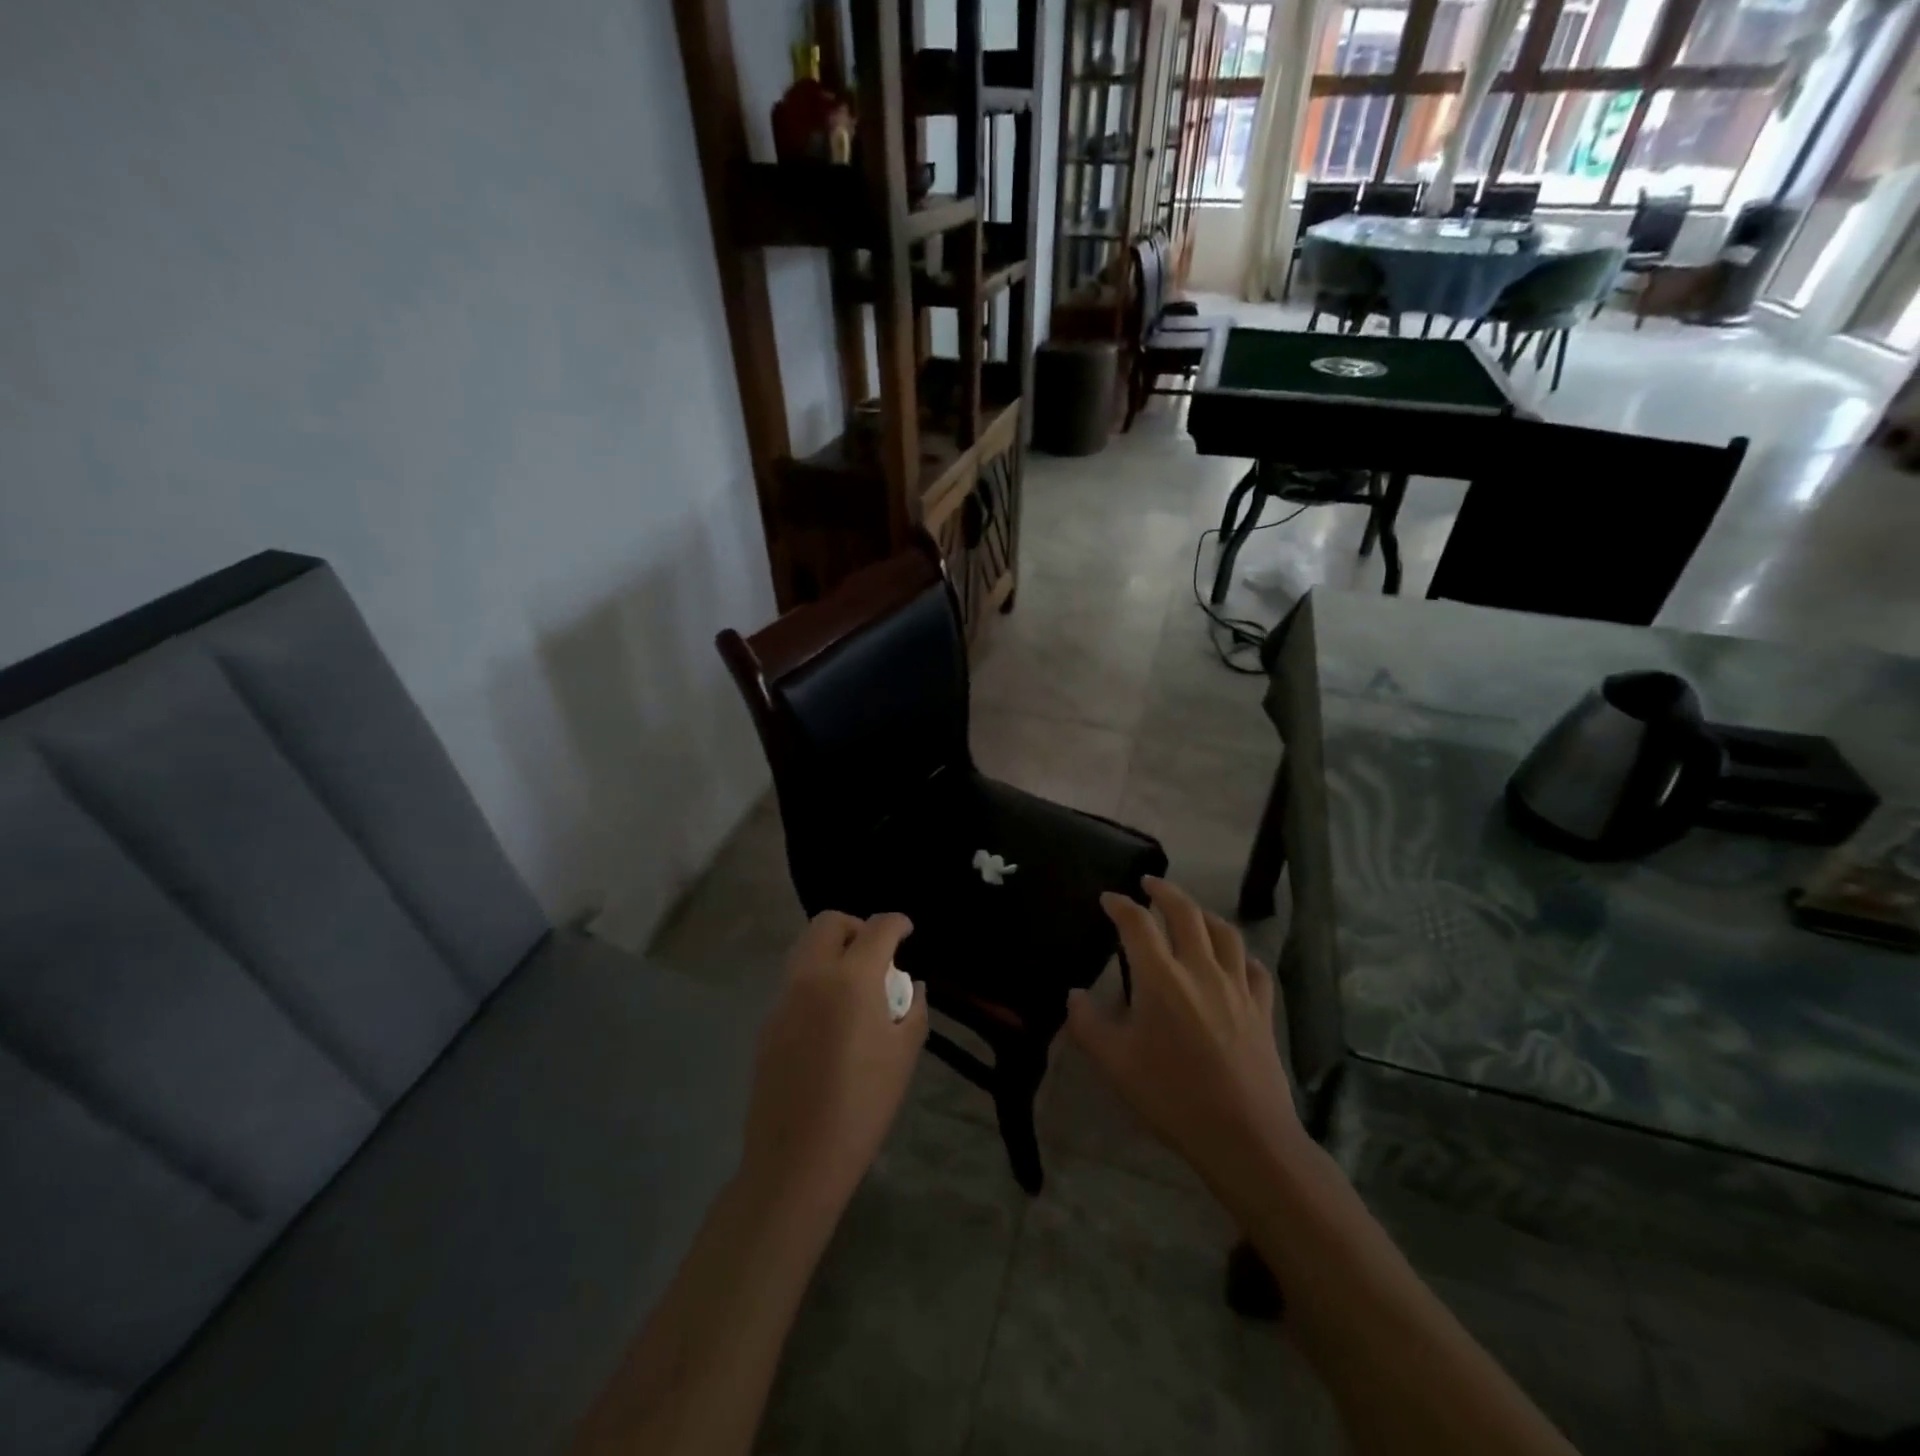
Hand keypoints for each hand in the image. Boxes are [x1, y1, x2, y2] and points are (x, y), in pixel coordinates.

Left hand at [741, 911, 927, 1218]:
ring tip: (855, 985)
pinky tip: (831, 1018)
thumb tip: (910, 987)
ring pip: (806, 947)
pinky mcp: (768, 1022)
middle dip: (857, 927)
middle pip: (829, 923)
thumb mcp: (903, 1056)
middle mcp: (812, 975)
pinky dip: (816, 979)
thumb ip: (913, 1010)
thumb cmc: (863, 1105)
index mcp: (851, 978)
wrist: (797, 1159)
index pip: (877, 928)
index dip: (897, 923)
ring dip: (832, 949)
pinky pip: (795, 981)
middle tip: (877, 955)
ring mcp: (783, 998)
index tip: (907, 931)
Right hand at [1067, 878, 1302, 1199]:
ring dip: (1203, 913)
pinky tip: (1234, 959)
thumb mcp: (1114, 1064)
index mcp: (1160, 977)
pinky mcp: (1262, 1008)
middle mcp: (1200, 969)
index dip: (1120, 905)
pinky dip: (1240, 953)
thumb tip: (1074, 995)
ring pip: (1224, 932)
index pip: (1137, 924)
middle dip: (1164, 891)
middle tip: (1149, 884)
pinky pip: (1254, 967)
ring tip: (1190, 911)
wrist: (1244, 1135)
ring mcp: (1237, 987)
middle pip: (1185, 913)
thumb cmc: (1171, 1096)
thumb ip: (1087, 1024)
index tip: (1108, 899)